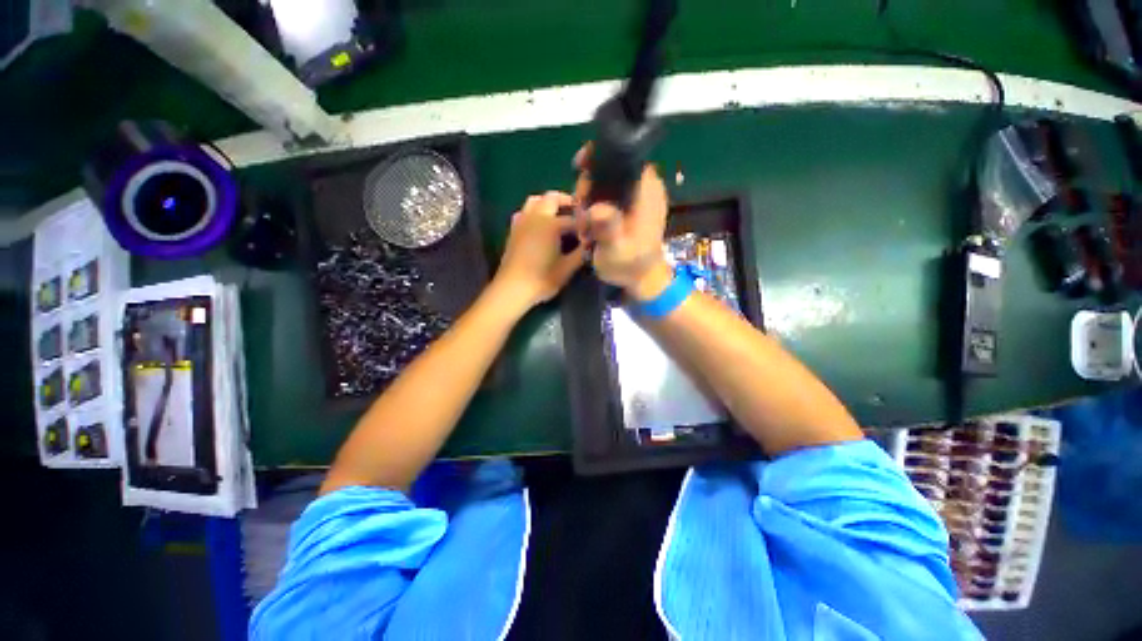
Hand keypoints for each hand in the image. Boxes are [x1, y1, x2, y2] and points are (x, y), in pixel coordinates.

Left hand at [493, 191, 587, 310]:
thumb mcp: (567, 269)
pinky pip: (524, 212)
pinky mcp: (513, 231)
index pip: (573, 219)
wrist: (512, 289)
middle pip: (551, 198)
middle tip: (577, 211)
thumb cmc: (542, 279)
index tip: (593, 228)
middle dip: (566, 201)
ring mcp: (522, 222)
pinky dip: (534, 211)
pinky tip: (539, 224)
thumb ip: (580, 254)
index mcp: (551, 225)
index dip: (585, 223)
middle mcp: (535, 217)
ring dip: (548, 202)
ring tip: (558, 213)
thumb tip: (589, 244)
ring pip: (534, 201)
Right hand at [573, 146, 672, 300]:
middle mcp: (643, 189)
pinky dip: (593, 209)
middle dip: (588, 188)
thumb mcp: (616, 249)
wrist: (641, 281)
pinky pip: (606, 198)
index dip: (601, 156)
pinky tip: (589, 229)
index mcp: (645, 191)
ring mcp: (635, 199)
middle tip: (581, 216)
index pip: (626, 156)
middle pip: (610, 170)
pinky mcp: (628, 210)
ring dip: (588, 203)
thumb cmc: (630, 266)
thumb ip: (608, 228)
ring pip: (604, 185)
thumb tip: (596, 209)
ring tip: (585, 229)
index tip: (579, 167)